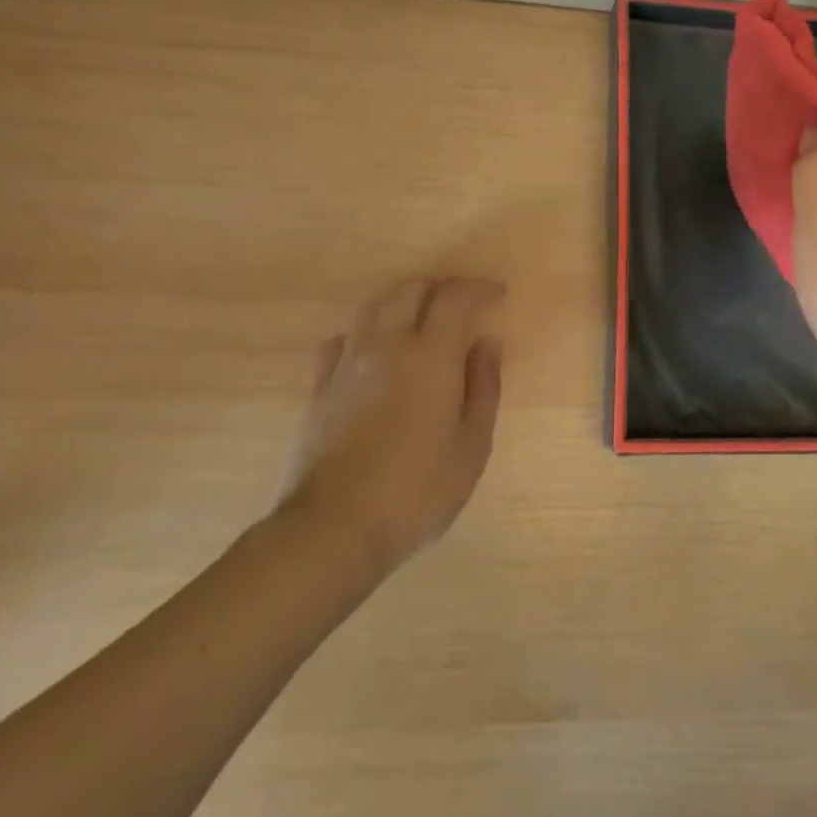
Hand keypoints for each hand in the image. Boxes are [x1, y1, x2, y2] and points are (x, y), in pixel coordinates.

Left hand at [276, 277, 504, 569]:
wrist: (333, 528)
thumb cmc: (416, 491)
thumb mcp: (471, 447)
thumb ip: (484, 387)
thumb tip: (487, 343)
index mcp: (430, 355)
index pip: (455, 297)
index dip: (478, 288)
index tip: (497, 295)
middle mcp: (387, 344)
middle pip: (411, 290)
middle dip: (440, 288)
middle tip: (461, 305)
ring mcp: (348, 362)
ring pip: (374, 307)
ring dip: (402, 302)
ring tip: (419, 322)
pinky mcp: (320, 386)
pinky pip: (343, 339)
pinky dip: (365, 333)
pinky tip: (372, 352)